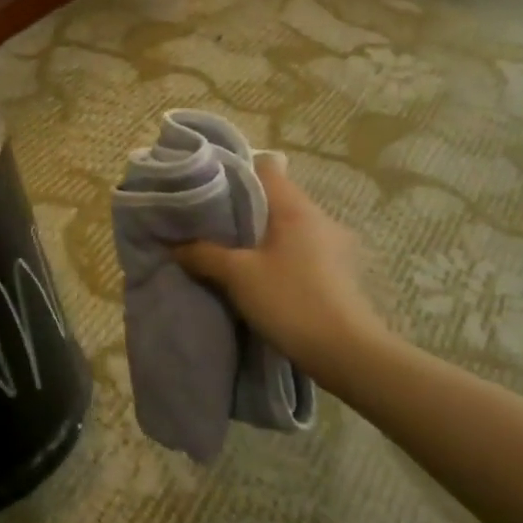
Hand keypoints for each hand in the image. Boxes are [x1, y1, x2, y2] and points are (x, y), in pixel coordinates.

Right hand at [173, 155, 386, 374]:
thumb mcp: (237, 275)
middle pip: (274, 198)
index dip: (234, 173)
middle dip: (242, 209)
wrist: (347, 354)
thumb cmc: (290, 301)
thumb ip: (203, 254)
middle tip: (209, 224)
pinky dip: (277, 255)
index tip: (207, 188)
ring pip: (287, 226)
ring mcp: (334, 245)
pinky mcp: (338, 272)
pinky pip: (299, 249)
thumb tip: (175, 245)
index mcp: (297, 207)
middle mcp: (320, 218)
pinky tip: (258, 274)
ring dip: (260, 235)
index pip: (265, 168)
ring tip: (229, 251)